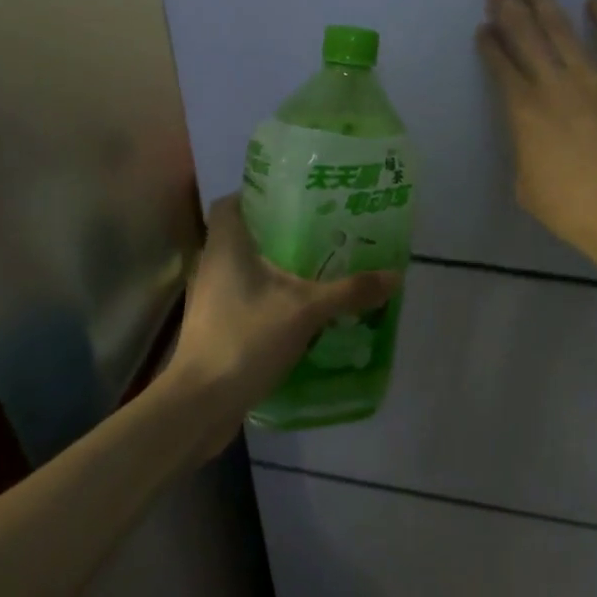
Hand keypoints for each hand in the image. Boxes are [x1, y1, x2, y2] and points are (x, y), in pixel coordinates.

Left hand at [165, 195, 397, 442]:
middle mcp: (213, 263)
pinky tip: (301, 307)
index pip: (233, 201)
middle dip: (280, 231)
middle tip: (321, 231)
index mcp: (226, 245)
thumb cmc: (246, 338)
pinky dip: (270, 295)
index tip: (297, 197)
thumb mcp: (306, 310)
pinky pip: (245, 296)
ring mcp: (210, 296)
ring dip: (276, 266)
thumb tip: (395, 275)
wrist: (201, 402)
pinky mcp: (215, 324)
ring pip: (245, 268)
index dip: (260, 194)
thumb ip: (349, 291)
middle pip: (244, 233)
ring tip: (318, 267)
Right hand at [477, 0, 596, 275]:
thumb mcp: (528, 187)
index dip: (490, 43)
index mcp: (524, 112)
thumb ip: (525, 152)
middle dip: (507, 3)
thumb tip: (532, 137)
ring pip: (563, 29)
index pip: (501, 66)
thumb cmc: (575, 211)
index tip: (483, 26)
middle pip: (525, 35)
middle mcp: (554, 85)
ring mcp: (595, 78)